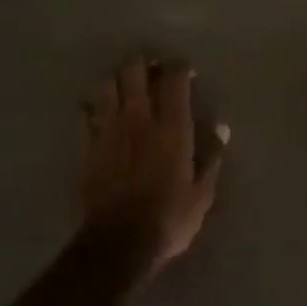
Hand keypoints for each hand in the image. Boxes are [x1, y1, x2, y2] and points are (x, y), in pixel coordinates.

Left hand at [79, 54, 227, 266]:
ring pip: (106, 85)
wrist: (118, 242)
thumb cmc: (169, 218)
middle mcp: (138, 119)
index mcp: (172, 127)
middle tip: (152, 69)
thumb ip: (211, 157)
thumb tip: (221, 128)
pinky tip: (98, 111)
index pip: (174, 80)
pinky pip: (85, 114)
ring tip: (125, 85)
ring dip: (117, 79)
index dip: (180, 67)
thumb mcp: (202, 193)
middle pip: (134, 72)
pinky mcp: (87, 146)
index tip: (186, 70)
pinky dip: (92, 107)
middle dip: (144, 63)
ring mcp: (108, 130)